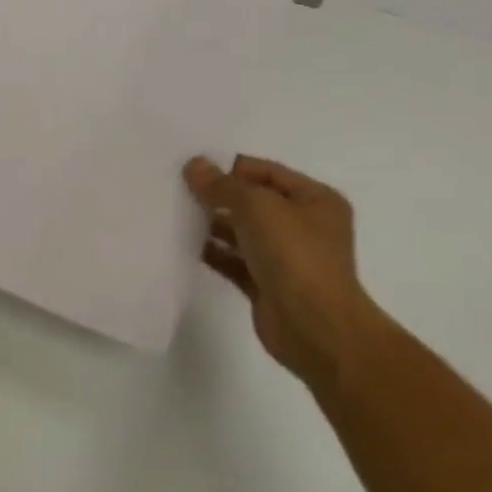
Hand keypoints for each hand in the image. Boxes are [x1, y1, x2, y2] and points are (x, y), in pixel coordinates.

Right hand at [184, 154, 382, 388]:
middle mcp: (304, 226)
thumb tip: (194, 164)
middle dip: (219, 196)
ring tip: (176, 215)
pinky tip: (186, 246)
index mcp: (315, 200)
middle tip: (178, 190)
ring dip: (213, 225)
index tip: (194, 170)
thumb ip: (222, 185)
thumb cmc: (295, 255)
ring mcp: (286, 257)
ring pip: (243, 232)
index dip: (232, 168)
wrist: (315, 327)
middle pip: (254, 202)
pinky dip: (214, 253)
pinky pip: (235, 261)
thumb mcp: (257, 207)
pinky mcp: (267, 285)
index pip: (267, 172)